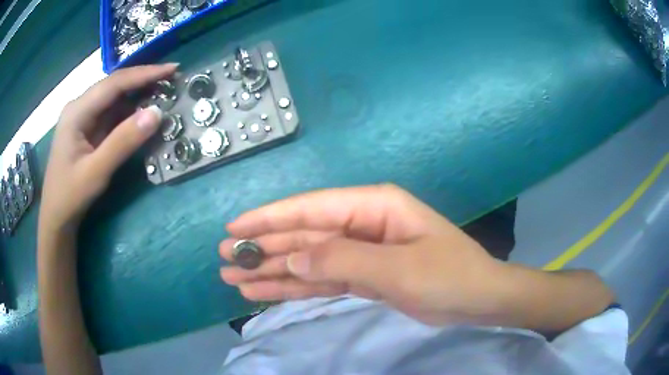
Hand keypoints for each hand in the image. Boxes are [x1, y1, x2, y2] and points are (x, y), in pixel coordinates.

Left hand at [39, 64, 176, 233]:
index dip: (144, 74)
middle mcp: (80, 106)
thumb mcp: (96, 172)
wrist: (56, 217)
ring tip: (163, 94)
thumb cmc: (70, 196)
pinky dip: (129, 111)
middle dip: (143, 81)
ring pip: (114, 98)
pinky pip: (111, 113)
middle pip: (114, 86)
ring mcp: (83, 117)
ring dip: (138, 95)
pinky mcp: (87, 128)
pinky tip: (142, 114)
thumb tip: (157, 113)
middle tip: (171, 80)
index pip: (114, 83)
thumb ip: (123, 142)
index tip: (172, 69)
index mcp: (77, 111)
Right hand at [220, 184, 509, 324]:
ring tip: (235, 278)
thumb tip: (290, 257)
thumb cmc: (448, 276)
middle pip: (302, 235)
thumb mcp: (398, 268)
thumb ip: (342, 260)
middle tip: (225, 259)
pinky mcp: (361, 276)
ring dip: (271, 269)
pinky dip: (293, 286)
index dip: (269, 219)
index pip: (311, 209)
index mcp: (373, 206)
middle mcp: (361, 224)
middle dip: (263, 247)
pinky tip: (265, 291)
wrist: (476, 300)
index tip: (234, 229)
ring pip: (306, 260)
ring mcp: (359, 252)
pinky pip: (320, 279)